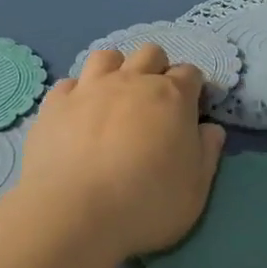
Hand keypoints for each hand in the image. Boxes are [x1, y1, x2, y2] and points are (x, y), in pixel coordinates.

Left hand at [17, 43, 226, 257]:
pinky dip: (77, 93)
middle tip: (154, 103)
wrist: (74, 214)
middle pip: (150, 53)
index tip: (191, 110)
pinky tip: (78, 115)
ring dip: (116, 70)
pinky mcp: (55, 104)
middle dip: (157, 69)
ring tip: (114, 98)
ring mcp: (90, 88)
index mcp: (172, 96)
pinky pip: (69, 83)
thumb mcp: (196, 189)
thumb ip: (208, 153)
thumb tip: (211, 129)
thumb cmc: (147, 203)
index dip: (193, 88)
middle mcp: (132, 81)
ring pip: (107, 57)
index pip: (190, 73)